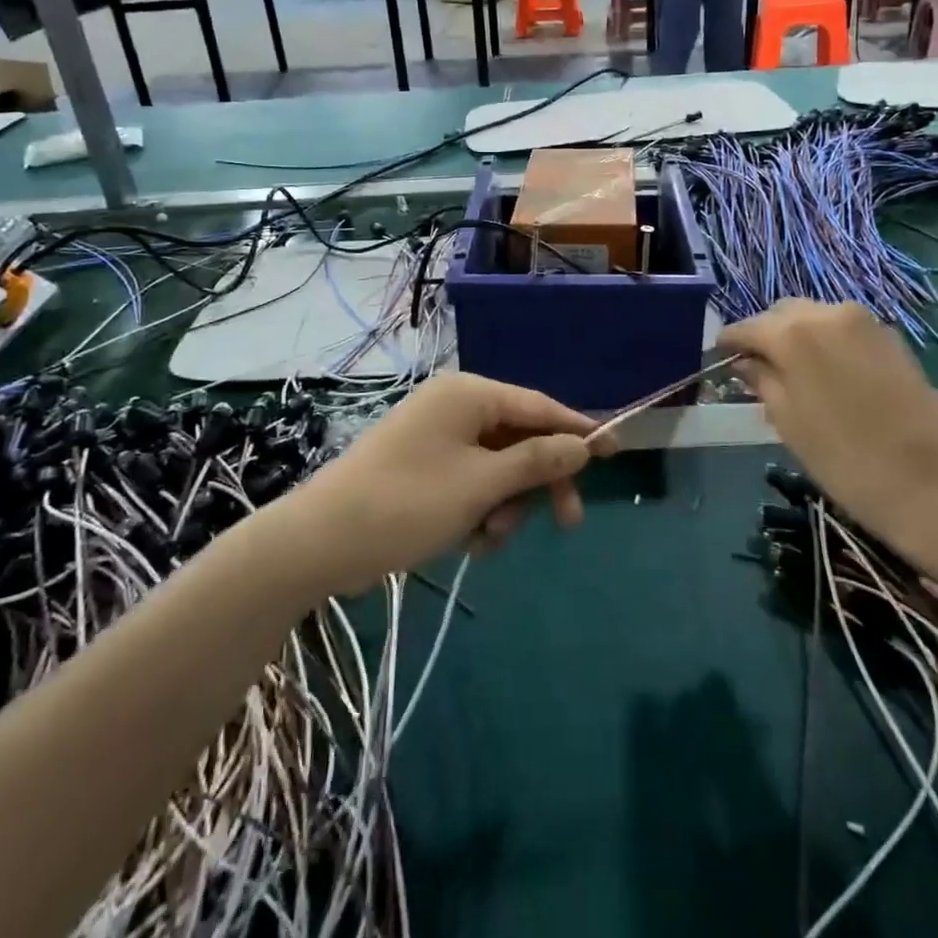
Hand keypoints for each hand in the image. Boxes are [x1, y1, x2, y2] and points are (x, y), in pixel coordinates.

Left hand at [289, 374, 605, 592]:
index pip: (540, 406)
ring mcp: (438, 438)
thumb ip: (537, 461)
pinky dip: (480, 510)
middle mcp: (455, 407)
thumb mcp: (481, 485)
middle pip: (521, 439)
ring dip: (506, 504)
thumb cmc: (407, 503)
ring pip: (499, 468)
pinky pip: (472, 482)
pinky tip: (470, 542)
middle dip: (539, 482)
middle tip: (567, 523)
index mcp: (469, 395)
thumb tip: (582, 445)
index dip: (580, 430)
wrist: (321, 541)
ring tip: (489, 538)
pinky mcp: (425, 468)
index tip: (616, 453)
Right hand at [721, 300, 937, 550]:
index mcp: (793, 333)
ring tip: (791, 374)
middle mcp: (827, 313)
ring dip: (796, 336)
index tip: (720, 361)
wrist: (937, 485)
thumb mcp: (788, 423)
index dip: (729, 344)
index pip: (746, 327)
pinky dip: (825, 342)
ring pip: (814, 317)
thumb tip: (745, 363)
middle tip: (756, 370)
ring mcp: (865, 322)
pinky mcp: (891, 338)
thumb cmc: (847, 460)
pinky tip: (826, 375)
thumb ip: (762, 382)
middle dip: (765, 335)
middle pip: (782, 313)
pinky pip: (843, 328)